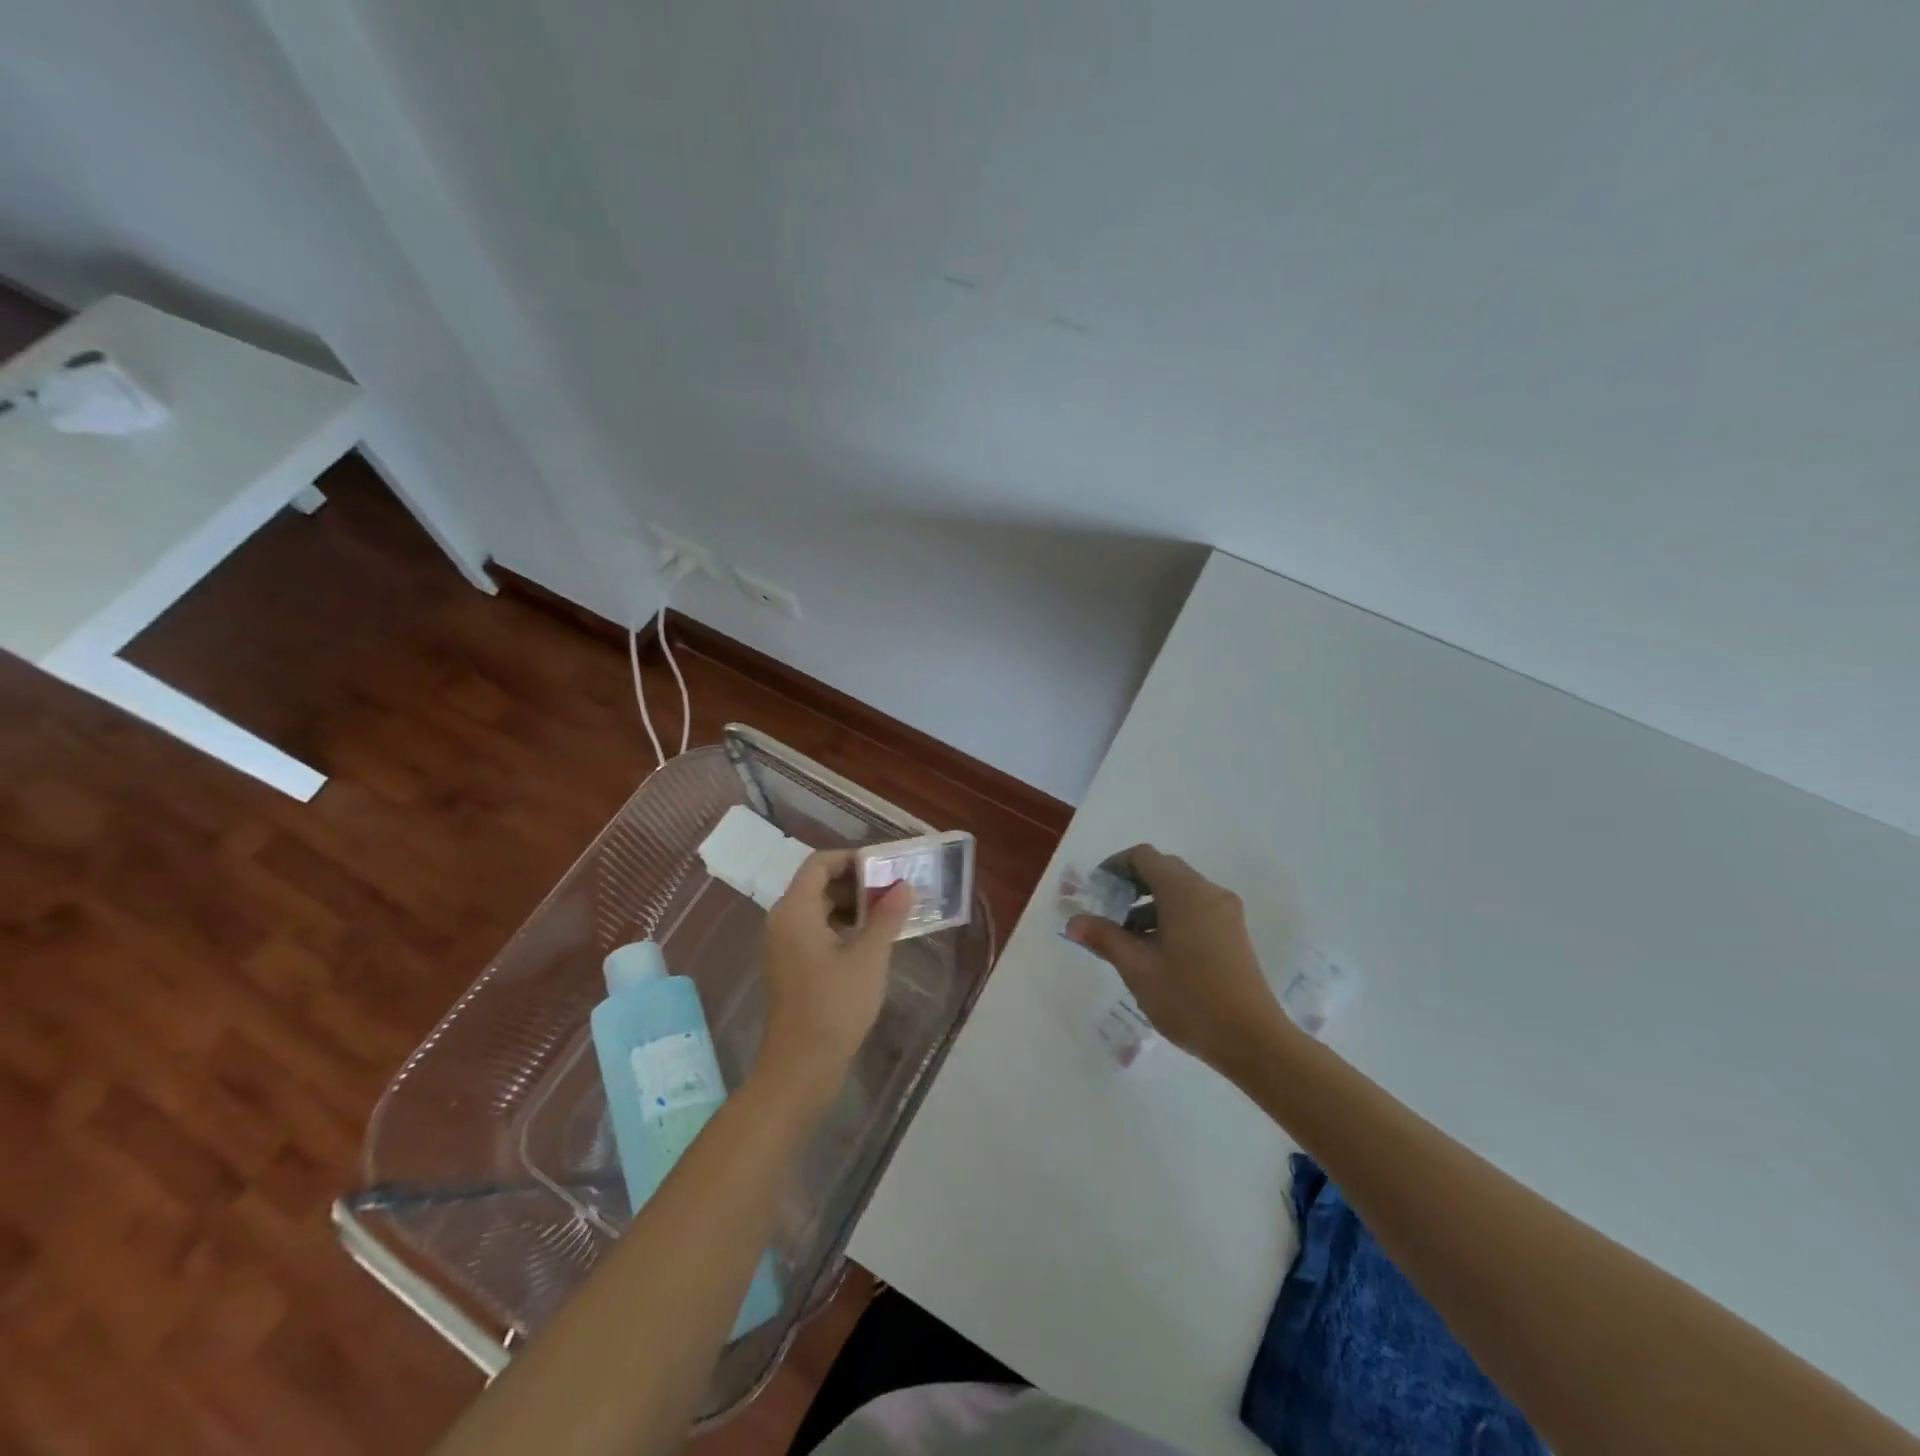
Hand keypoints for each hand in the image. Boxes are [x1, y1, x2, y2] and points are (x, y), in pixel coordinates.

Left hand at [757, 849, 912, 1107]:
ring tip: (888, 913)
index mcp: (795, 910)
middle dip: (856, 882)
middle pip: (817, 884)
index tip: (885, 866)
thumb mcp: (869, 957)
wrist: (801, 1067)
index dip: (852, 859)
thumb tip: (903, 885)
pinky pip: (814, 931)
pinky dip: (840, 927)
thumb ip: (887, 916)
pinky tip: (869, 941)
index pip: (820, 863)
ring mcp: (782, 946)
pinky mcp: (789, 967)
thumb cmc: (835, 1005)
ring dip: (850, 906)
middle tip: (893, 889)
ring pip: (817, 909)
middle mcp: (782, 921)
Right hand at [1067, 844, 1293, 1075]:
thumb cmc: (1189, 999)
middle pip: (1163, 870)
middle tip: (1106, 911)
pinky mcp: (1233, 933)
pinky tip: (1156, 950)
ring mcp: (1225, 912)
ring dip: (1149, 903)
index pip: (1144, 857)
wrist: (1253, 1040)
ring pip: (1180, 891)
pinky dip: (1170, 915)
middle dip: (1131, 885)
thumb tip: (1073, 921)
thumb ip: (1104, 938)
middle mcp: (1208, 892)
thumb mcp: (1138, 969)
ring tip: (1126, 938)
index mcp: (1184, 892)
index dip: (1115, 866)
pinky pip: (1195, 908)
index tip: (1095, 889)